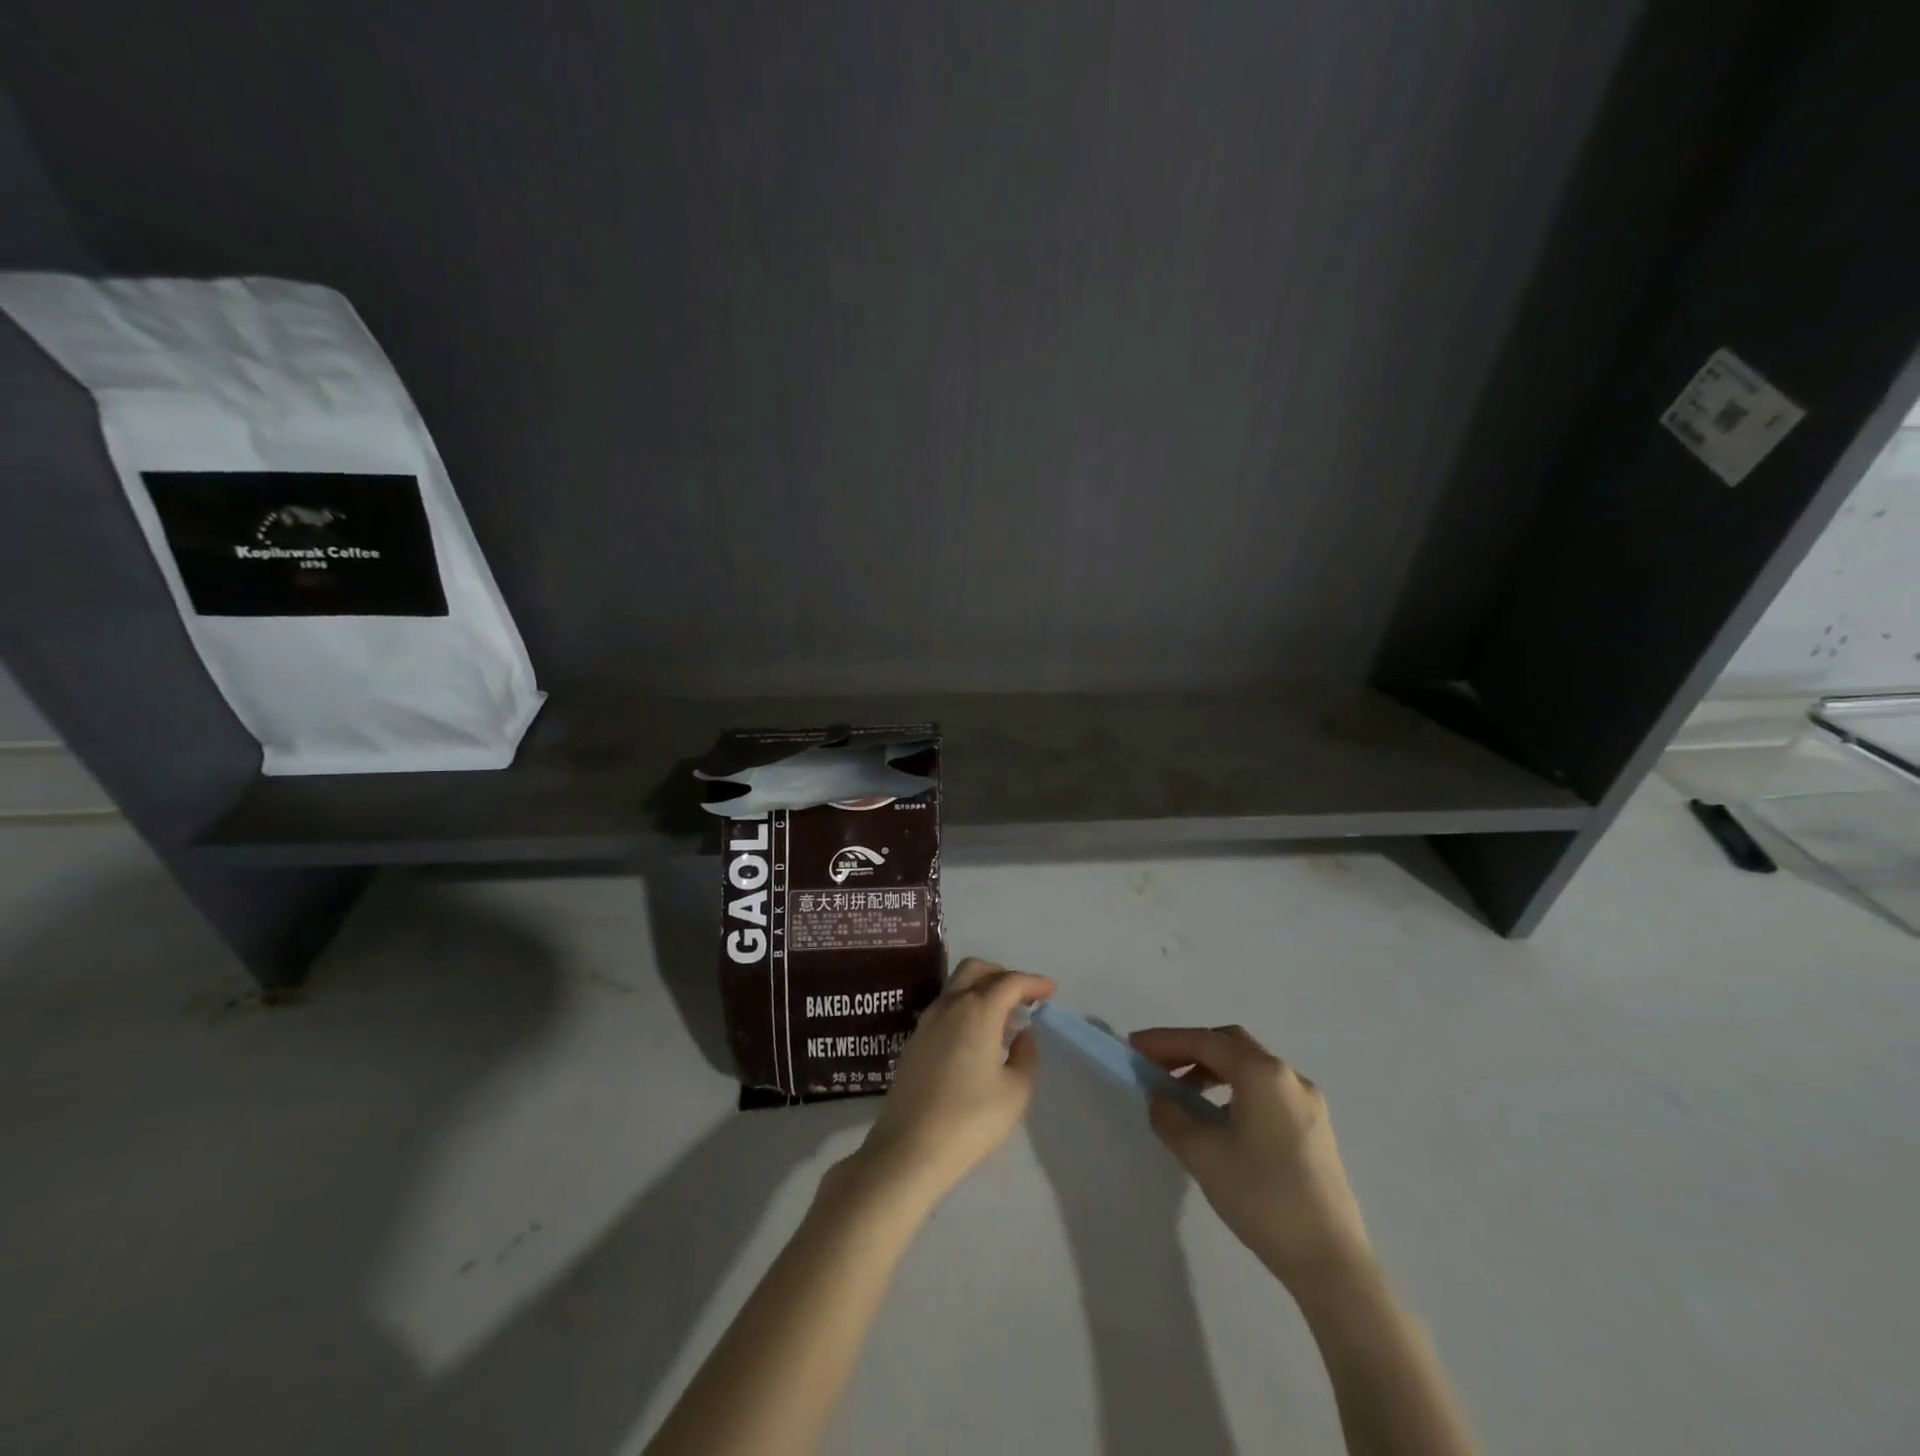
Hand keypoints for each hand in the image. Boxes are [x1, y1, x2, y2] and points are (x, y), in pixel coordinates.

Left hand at [848, 958, 1054, 1206]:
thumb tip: (1023, 1035)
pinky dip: (966, 1009)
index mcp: (977, 1010)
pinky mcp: (914, 1043)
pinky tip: (978, 1038)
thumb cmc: (970, 1119)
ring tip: (1005, 1019)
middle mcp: (949, 1005)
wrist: (909, 1149)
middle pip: (976, 970)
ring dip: (982, 991)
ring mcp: (927, 1022)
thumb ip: (1026, 1056)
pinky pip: (945, 1009)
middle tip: (1024, 995)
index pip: (1010, 982)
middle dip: (1002, 974)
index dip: (1033, 982)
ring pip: (957, 987)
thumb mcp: (1015, 1092)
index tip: (1051, 991)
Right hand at [1131, 1025, 1372, 1291]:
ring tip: (1182, 1095)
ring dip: (1212, 1070)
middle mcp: (1288, 1077)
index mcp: (1262, 1073)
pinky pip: (1266, 1091)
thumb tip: (1160, 1097)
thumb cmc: (1262, 1198)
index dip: (1165, 1041)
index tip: (1133, 1047)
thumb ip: (1170, 1116)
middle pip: (1230, 1045)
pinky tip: (1219, 1120)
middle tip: (1157, 1066)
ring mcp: (1308, 1103)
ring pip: (1250, 1068)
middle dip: (1189, 1049)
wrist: (1331, 1263)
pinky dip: (1235, 1090)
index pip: (1204, 1041)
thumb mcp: (1202, 1154)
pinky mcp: (1315, 1129)